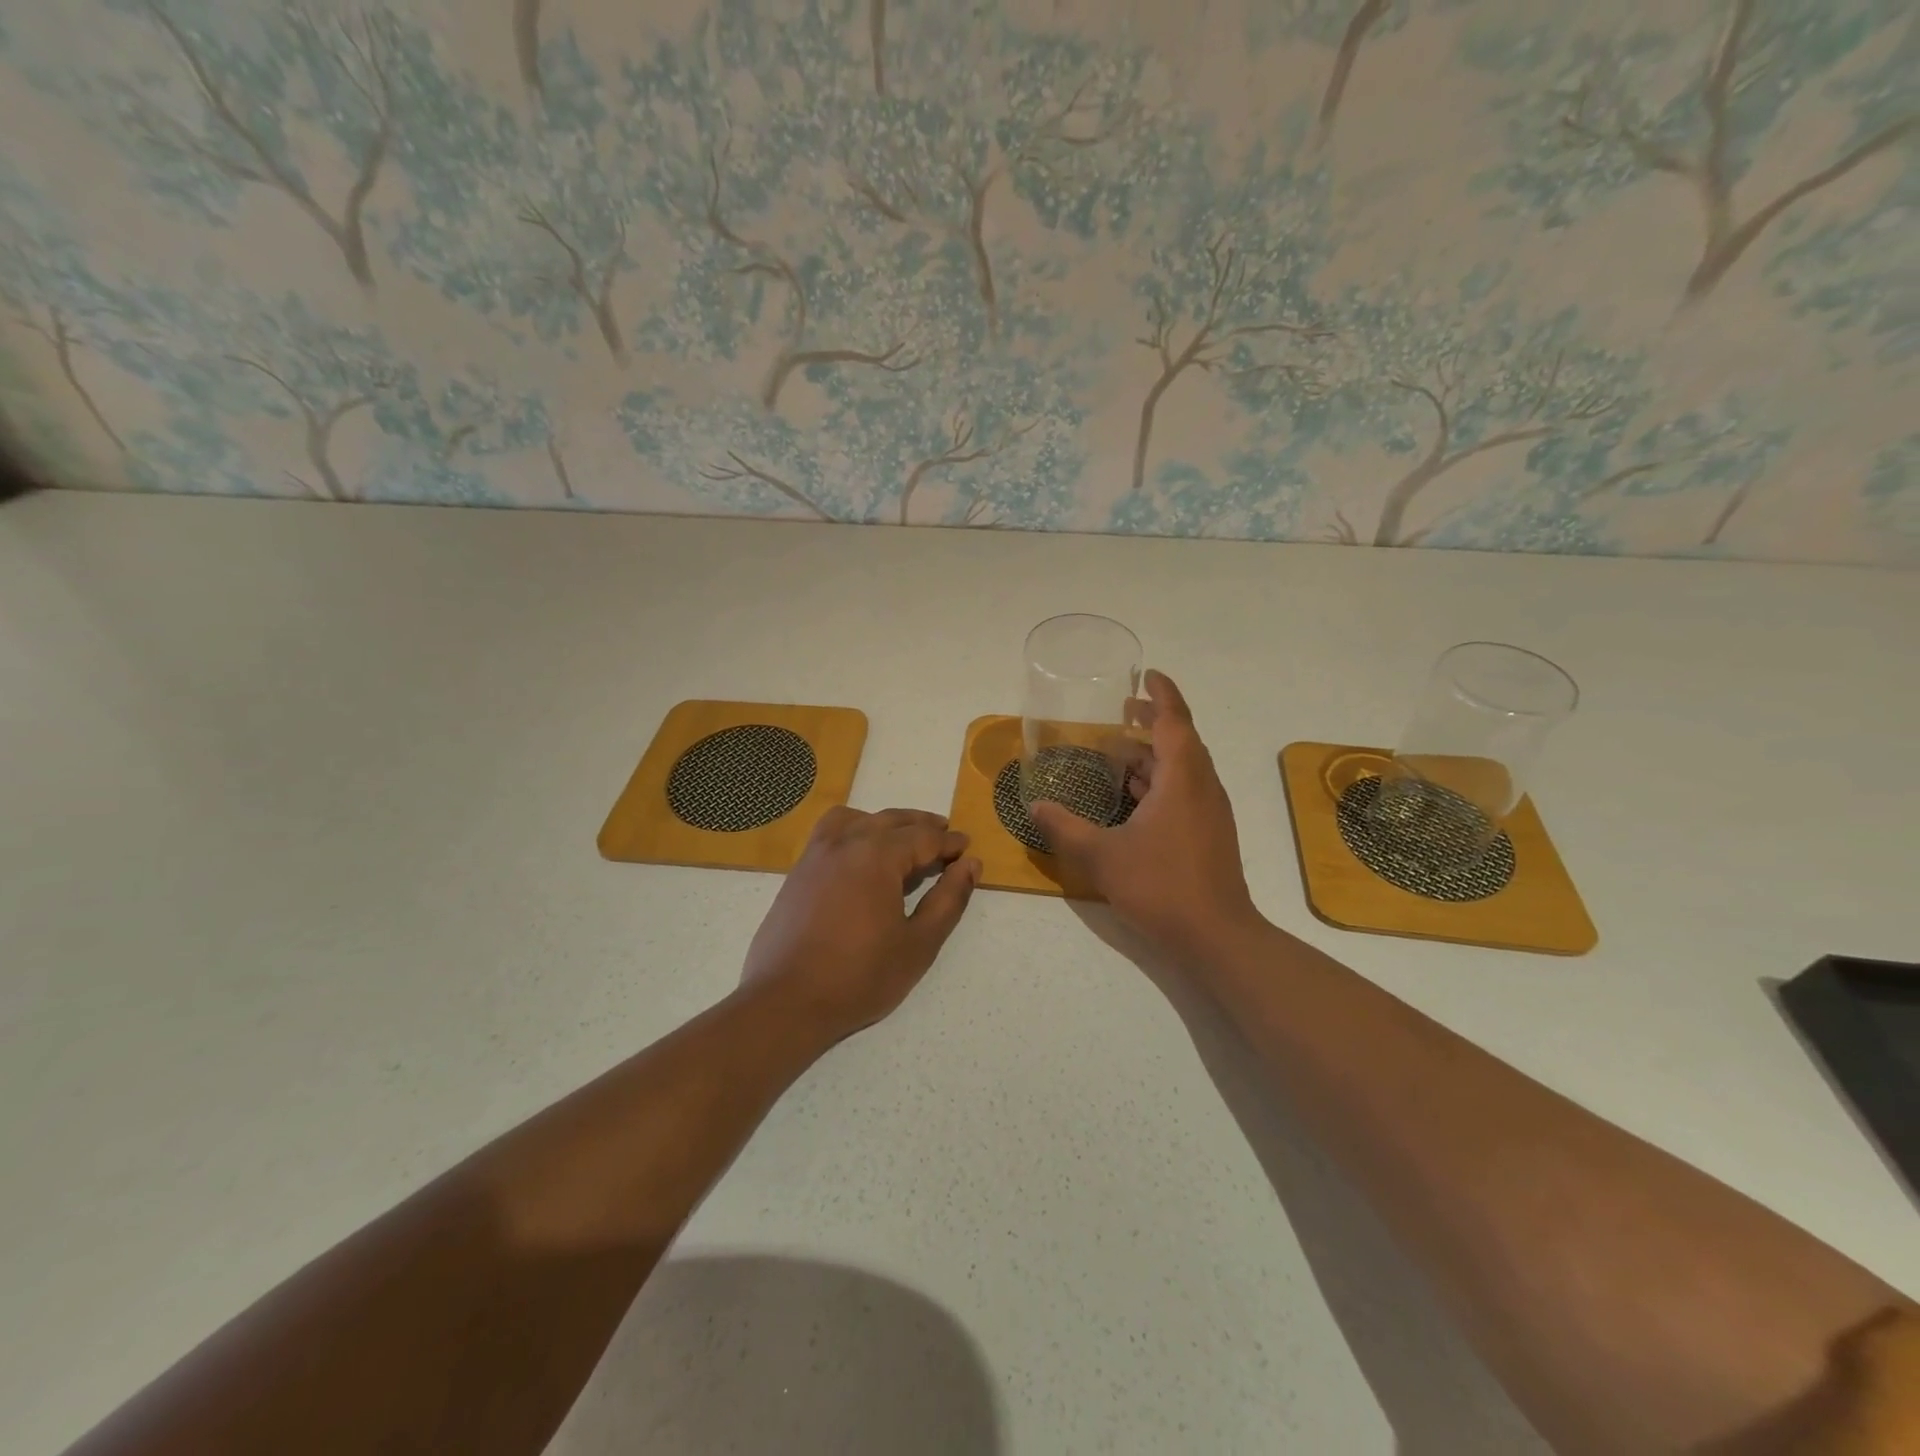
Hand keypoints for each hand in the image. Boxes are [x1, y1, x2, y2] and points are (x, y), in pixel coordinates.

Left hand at [741, 808, 980, 1041]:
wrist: (785, 1002)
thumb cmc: (859, 976)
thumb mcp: (918, 943)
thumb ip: (948, 899)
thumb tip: (970, 865)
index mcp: (877, 856)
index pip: (923, 838)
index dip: (949, 842)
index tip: (966, 848)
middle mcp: (845, 843)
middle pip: (891, 820)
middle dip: (921, 826)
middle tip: (944, 836)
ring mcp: (816, 854)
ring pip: (857, 819)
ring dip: (885, 822)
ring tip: (902, 838)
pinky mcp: (798, 872)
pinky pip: (830, 832)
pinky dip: (854, 830)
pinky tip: (861, 855)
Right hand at [1031, 671, 1265, 964]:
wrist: (1217, 936)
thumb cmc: (1161, 886)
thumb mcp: (1103, 856)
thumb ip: (1065, 828)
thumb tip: (1035, 807)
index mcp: (1182, 779)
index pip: (1174, 720)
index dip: (1161, 694)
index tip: (1147, 675)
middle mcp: (1202, 787)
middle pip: (1181, 740)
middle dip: (1153, 722)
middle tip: (1122, 711)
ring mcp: (1209, 812)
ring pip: (1183, 769)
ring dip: (1154, 755)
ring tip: (1119, 751)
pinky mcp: (1210, 834)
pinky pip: (1185, 791)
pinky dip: (1160, 782)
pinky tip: (1133, 797)